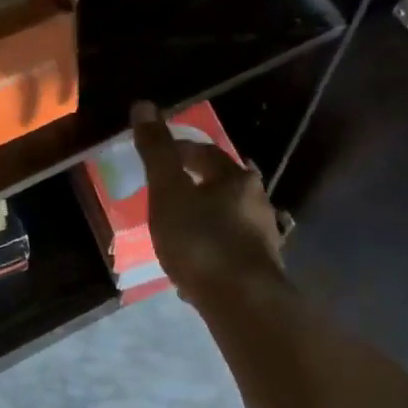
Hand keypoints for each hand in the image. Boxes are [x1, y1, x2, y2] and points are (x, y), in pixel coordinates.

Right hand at [130, 100, 287, 309]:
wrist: (243, 302)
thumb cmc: (201, 241)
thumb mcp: (169, 192)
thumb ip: (157, 152)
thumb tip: (144, 105)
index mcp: (235, 178)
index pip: (206, 153)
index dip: (180, 151)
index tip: (159, 157)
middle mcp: (256, 201)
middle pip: (224, 184)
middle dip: (197, 185)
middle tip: (169, 193)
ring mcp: (263, 237)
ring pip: (230, 217)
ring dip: (207, 218)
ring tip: (180, 230)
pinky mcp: (261, 269)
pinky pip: (231, 249)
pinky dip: (213, 248)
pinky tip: (197, 266)